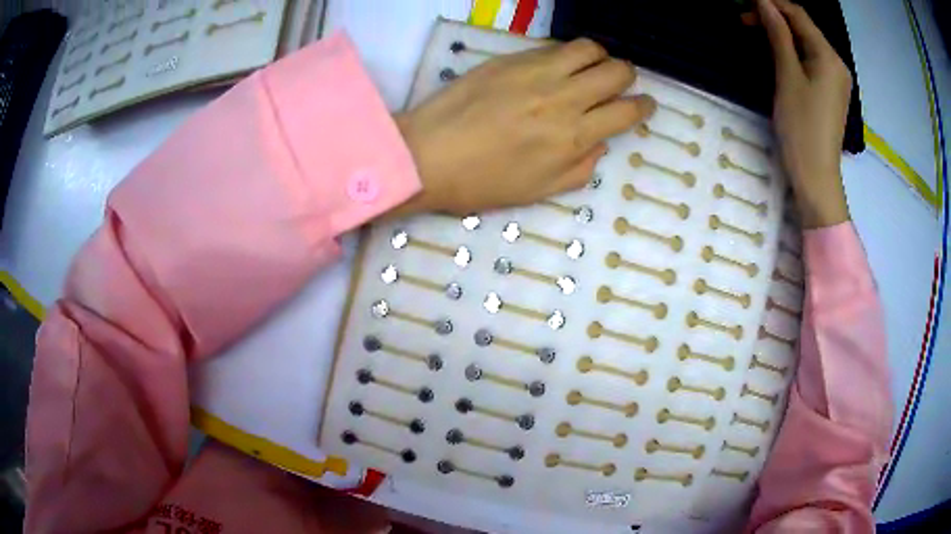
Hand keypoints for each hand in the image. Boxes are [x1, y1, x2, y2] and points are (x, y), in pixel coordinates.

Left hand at [391, 39, 655, 216]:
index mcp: (573, 137)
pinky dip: (568, 54)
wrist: (427, 155)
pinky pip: (554, 47)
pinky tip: (559, 65)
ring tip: (591, 68)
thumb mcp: (540, 191)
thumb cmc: (482, 183)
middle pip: (616, 72)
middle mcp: (563, 98)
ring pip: (589, 48)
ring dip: (600, 57)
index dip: (644, 106)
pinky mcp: (511, 59)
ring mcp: (537, 73)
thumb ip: (580, 167)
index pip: (626, 112)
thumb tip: (601, 142)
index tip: (646, 104)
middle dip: (627, 77)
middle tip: (620, 84)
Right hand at [758, 0, 851, 228]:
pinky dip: (793, 51)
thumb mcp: (787, 76)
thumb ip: (778, 35)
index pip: (798, 13)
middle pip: (804, 27)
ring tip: (757, 35)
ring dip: (782, 33)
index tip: (745, 5)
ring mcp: (836, 79)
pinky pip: (811, 59)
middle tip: (745, 20)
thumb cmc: (801, 127)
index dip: (771, 3)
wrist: (817, 177)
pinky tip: (778, 54)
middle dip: (775, 17)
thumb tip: (763, 3)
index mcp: (828, 56)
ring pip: (807, 42)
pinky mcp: (832, 92)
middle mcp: (837, 63)